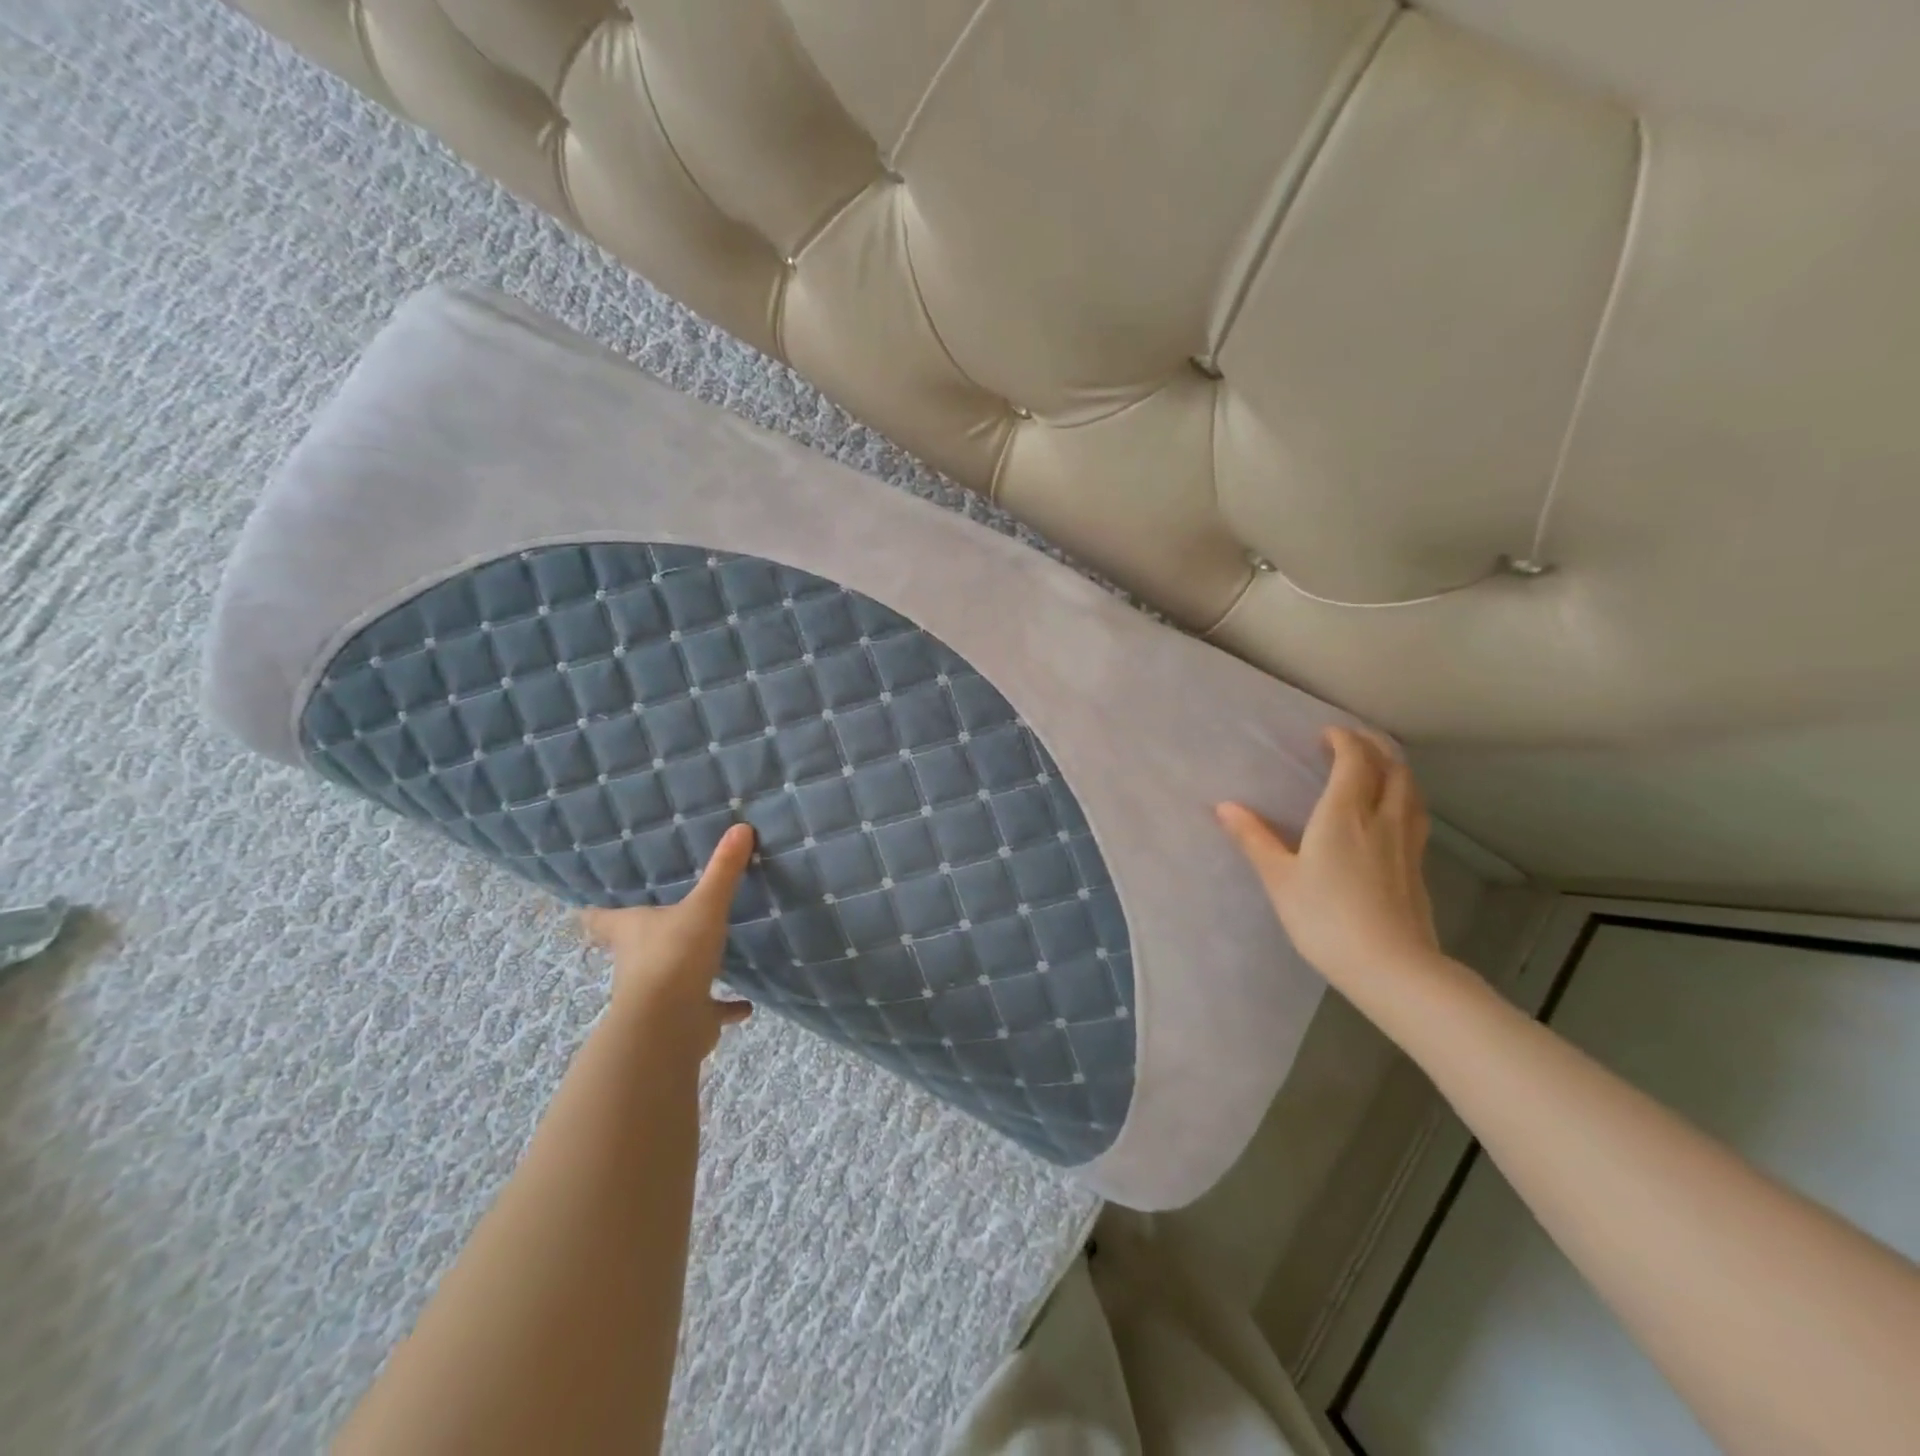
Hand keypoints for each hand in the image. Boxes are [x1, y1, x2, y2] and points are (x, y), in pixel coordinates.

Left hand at [580, 822, 754, 1056]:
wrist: (668, 1025)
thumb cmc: (674, 956)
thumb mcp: (704, 907)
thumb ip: (722, 871)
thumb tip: (741, 827)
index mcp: (631, 930)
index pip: (601, 918)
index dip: (596, 911)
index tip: (589, 906)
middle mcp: (637, 961)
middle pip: (633, 946)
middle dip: (646, 937)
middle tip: (663, 919)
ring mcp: (658, 994)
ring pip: (669, 978)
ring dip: (686, 971)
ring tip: (709, 956)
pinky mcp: (685, 1018)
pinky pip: (708, 1008)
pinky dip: (724, 1007)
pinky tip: (745, 1006)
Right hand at [1216, 727, 1439, 988]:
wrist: (1390, 966)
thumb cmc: (1325, 918)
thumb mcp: (1279, 878)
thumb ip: (1254, 838)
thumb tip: (1224, 805)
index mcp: (1344, 813)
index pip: (1354, 759)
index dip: (1343, 739)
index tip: (1325, 734)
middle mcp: (1381, 818)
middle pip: (1391, 767)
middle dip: (1373, 746)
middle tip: (1352, 741)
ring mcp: (1406, 842)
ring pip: (1410, 790)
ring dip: (1395, 769)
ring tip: (1377, 767)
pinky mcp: (1418, 865)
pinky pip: (1415, 814)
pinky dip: (1404, 797)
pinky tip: (1393, 813)